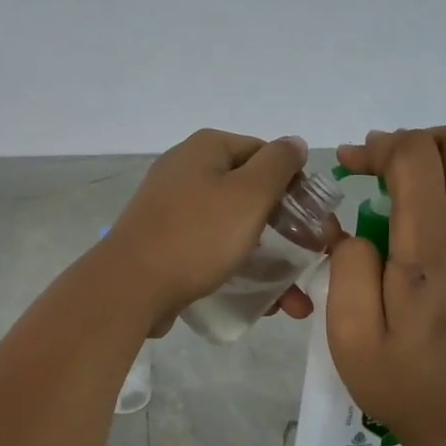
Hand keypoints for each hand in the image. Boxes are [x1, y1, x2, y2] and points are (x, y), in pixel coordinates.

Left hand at [101, 129, 316, 331]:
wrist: (130, 286)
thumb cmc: (197, 235)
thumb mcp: (249, 193)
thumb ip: (278, 163)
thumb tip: (294, 142)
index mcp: (207, 148)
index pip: (267, 155)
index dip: (296, 187)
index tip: (315, 225)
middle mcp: (187, 169)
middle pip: (251, 193)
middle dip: (286, 233)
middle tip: (310, 264)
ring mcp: (172, 206)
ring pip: (234, 226)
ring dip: (268, 260)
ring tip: (292, 302)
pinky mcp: (164, 240)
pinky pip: (210, 247)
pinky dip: (236, 267)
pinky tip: (259, 301)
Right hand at [327, 126, 445, 445]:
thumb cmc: (401, 381)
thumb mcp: (349, 335)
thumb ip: (347, 268)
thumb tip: (354, 231)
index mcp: (431, 247)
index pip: (416, 157)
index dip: (378, 147)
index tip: (347, 168)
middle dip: (413, 139)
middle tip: (376, 169)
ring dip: (442, 152)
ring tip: (404, 180)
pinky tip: (426, 204)